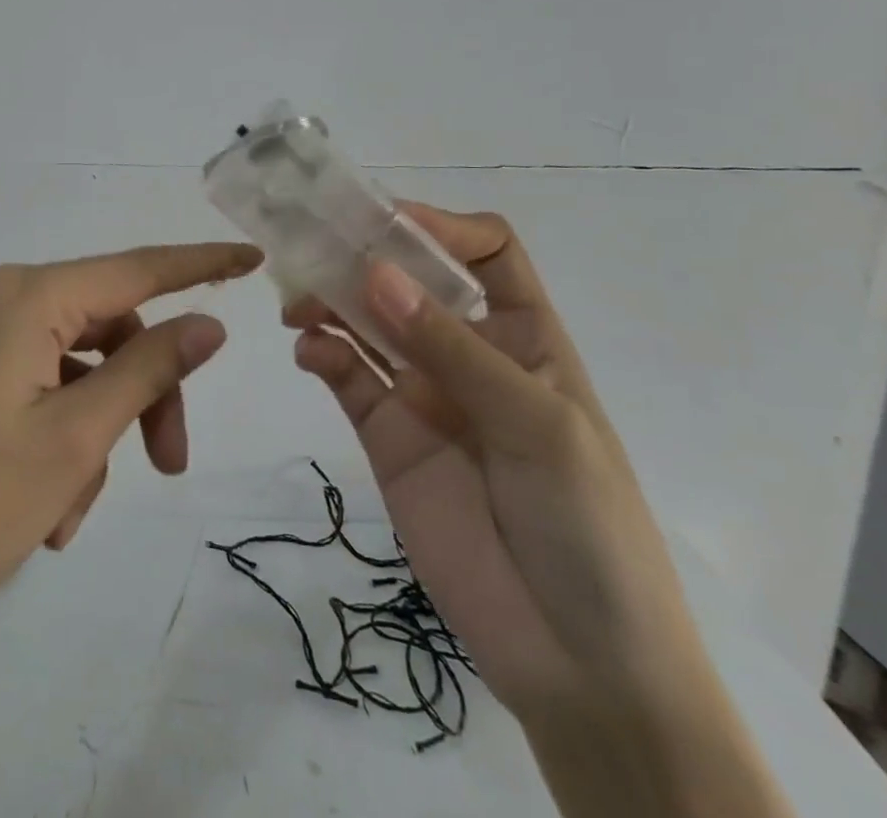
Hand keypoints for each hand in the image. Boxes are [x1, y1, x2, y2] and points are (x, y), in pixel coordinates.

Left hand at [0, 241, 262, 652]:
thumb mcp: (73, 440)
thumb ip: (147, 369)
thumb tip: (206, 324)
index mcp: (22, 296)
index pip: (135, 269)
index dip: (198, 266)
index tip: (251, 258)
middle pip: (102, 327)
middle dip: (140, 393)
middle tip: (167, 466)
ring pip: (67, 363)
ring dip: (91, 429)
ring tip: (73, 513)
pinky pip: (27, 381)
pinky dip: (52, 431)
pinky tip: (44, 505)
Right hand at [291, 205, 791, 817]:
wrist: (580, 665)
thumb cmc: (588, 526)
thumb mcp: (538, 426)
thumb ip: (452, 351)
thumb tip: (375, 273)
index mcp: (524, 335)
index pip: (486, 253)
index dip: (441, 227)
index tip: (386, 222)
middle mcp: (468, 352)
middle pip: (412, 280)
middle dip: (365, 255)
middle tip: (311, 243)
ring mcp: (423, 392)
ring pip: (368, 322)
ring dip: (331, 300)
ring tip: (299, 301)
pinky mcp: (385, 434)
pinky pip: (347, 377)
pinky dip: (323, 354)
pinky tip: (309, 352)